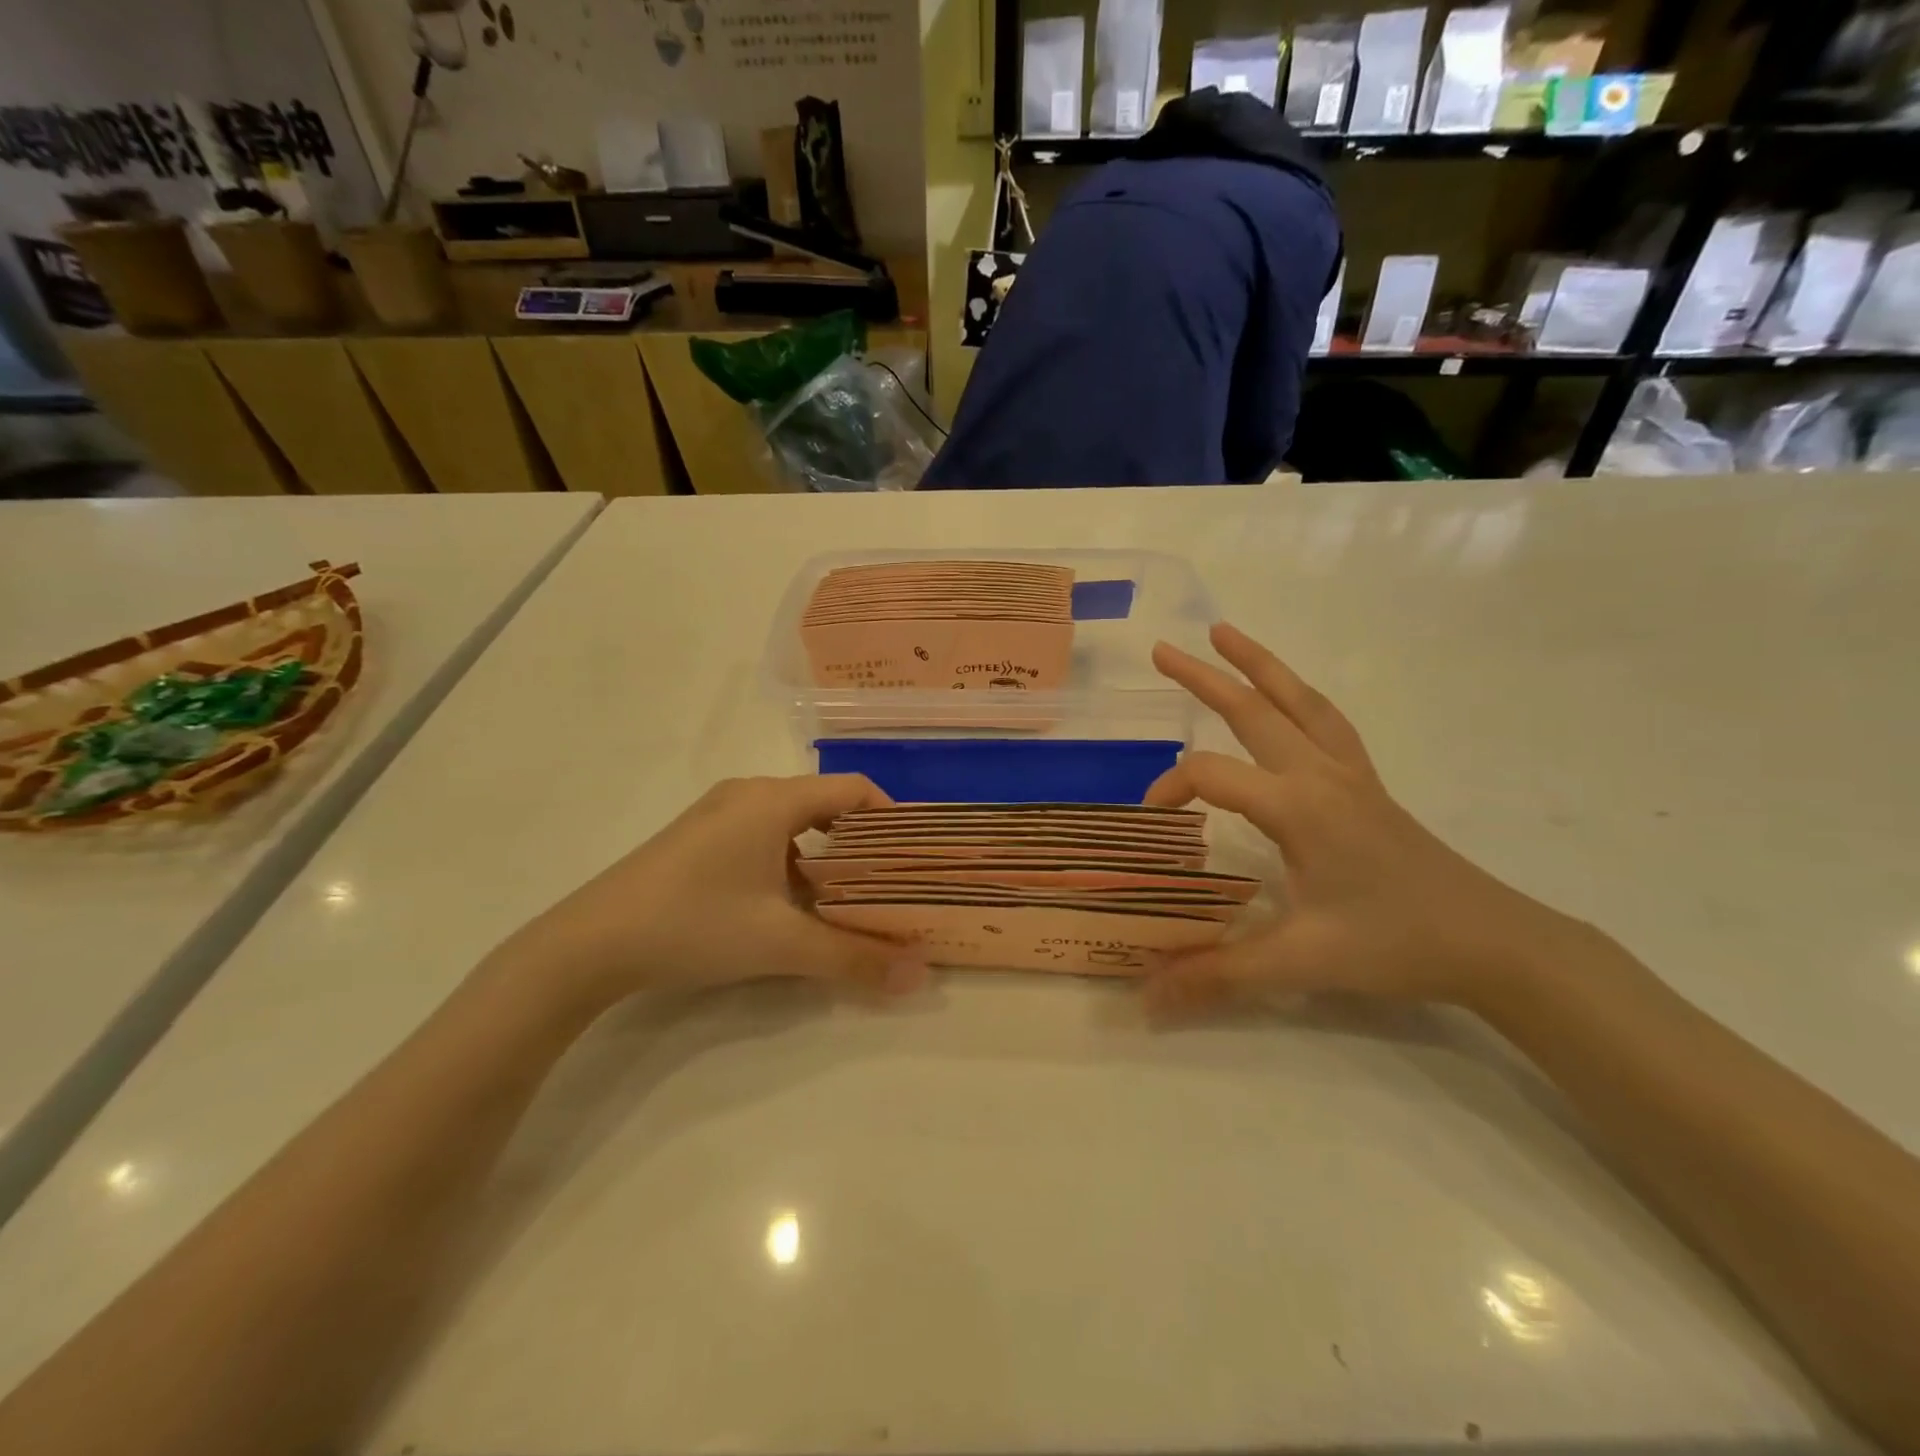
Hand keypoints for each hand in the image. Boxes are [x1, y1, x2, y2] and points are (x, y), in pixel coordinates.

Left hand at [485, 774, 927, 1014]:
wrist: (588, 944)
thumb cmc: (695, 925)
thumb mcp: (781, 944)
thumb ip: (854, 958)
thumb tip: (919, 976)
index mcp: (774, 800)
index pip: (853, 789)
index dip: (890, 817)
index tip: (912, 856)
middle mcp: (748, 794)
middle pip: (824, 804)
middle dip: (861, 842)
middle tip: (888, 883)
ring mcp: (717, 813)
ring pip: (792, 822)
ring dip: (824, 855)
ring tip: (846, 899)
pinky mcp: (697, 837)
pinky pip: (762, 835)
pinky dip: (790, 861)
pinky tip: (789, 905)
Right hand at [1143, 623, 1588, 1014]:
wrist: (1492, 942)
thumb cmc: (1394, 944)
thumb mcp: (1300, 962)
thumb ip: (1217, 974)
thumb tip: (1144, 999)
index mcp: (1298, 806)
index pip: (1212, 775)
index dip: (1170, 789)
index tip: (1152, 822)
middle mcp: (1321, 775)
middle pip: (1255, 710)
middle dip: (1204, 677)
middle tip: (1161, 650)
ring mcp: (1350, 774)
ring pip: (1299, 702)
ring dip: (1260, 665)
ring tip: (1225, 634)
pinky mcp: (1367, 785)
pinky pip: (1328, 723)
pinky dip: (1299, 697)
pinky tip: (1287, 697)